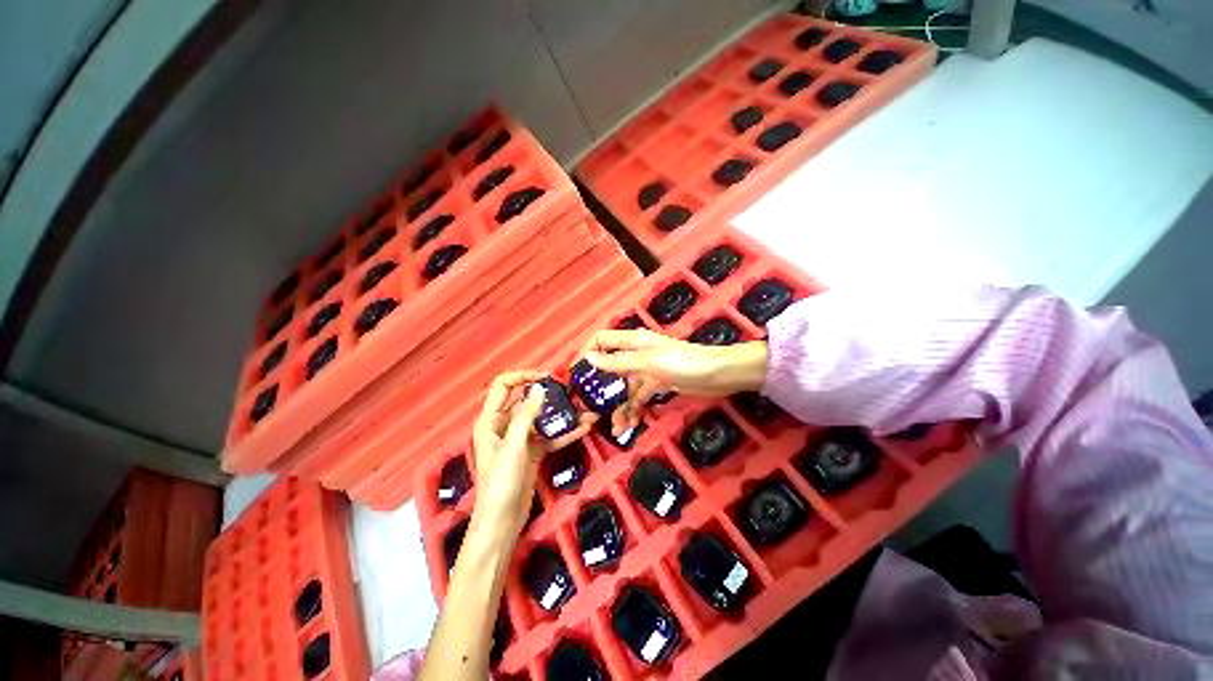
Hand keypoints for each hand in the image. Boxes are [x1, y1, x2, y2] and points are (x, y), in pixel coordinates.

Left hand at [470, 371, 594, 539]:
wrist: (503, 522)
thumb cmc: (501, 483)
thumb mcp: (513, 447)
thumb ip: (526, 416)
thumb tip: (539, 389)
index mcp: (491, 420)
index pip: (503, 386)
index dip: (523, 376)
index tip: (546, 377)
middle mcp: (505, 426)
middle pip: (527, 401)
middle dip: (549, 395)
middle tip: (571, 391)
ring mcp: (521, 439)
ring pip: (542, 419)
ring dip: (562, 414)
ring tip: (584, 409)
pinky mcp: (533, 452)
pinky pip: (550, 436)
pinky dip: (564, 432)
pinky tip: (583, 428)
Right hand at [581, 329, 767, 433]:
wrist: (720, 375)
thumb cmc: (685, 363)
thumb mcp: (650, 362)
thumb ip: (619, 361)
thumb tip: (589, 358)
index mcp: (633, 342)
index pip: (601, 340)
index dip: (586, 353)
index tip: (575, 375)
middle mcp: (637, 354)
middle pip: (610, 367)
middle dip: (599, 387)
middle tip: (589, 409)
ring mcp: (647, 371)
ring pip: (624, 387)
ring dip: (618, 406)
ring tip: (615, 427)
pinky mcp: (657, 385)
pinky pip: (638, 398)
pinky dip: (632, 410)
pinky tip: (628, 425)